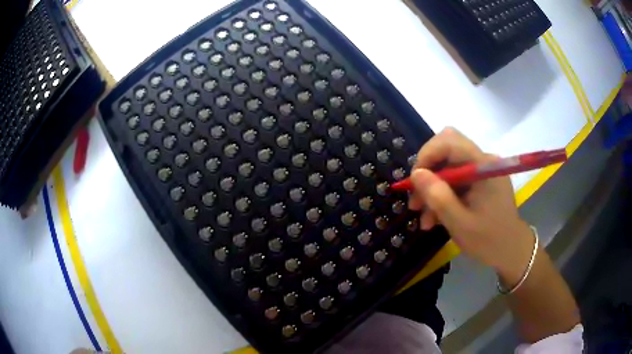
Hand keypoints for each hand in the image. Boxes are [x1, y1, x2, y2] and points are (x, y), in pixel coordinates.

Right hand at [408, 128, 533, 278]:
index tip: (414, 181)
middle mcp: (484, 161)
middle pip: (447, 151)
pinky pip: (455, 179)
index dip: (427, 155)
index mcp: (484, 166)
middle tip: (416, 201)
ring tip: (425, 219)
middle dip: (427, 173)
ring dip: (433, 189)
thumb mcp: (460, 223)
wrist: (512, 251)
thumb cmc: (489, 240)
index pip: (450, 141)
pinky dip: (443, 195)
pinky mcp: (481, 181)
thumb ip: (439, 197)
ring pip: (448, 168)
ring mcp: (482, 170)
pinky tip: (436, 217)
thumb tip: (416, 173)